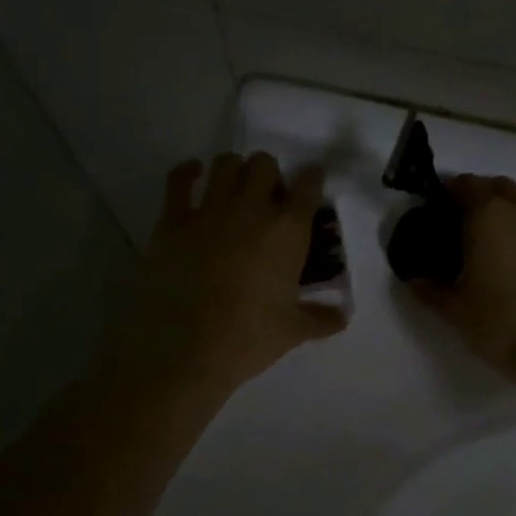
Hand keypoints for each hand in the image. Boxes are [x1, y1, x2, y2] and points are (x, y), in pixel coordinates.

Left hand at [108, 152, 346, 397]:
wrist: (184, 351)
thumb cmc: (248, 339)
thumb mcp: (292, 331)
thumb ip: (321, 319)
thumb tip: (343, 317)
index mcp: (287, 231)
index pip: (308, 186)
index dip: (312, 179)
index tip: (312, 183)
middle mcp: (250, 209)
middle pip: (264, 164)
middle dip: (270, 175)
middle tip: (268, 199)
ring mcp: (208, 211)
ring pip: (225, 164)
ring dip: (235, 171)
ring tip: (235, 190)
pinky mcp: (172, 221)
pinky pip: (179, 180)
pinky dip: (188, 173)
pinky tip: (195, 176)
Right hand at [411, 175, 515, 386]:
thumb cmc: (500, 325)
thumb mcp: (454, 311)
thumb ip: (430, 289)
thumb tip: (414, 278)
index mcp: (489, 217)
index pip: (465, 185)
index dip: (450, 193)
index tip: (440, 211)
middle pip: (501, 188)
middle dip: (483, 198)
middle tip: (468, 226)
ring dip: (513, 216)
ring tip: (501, 248)